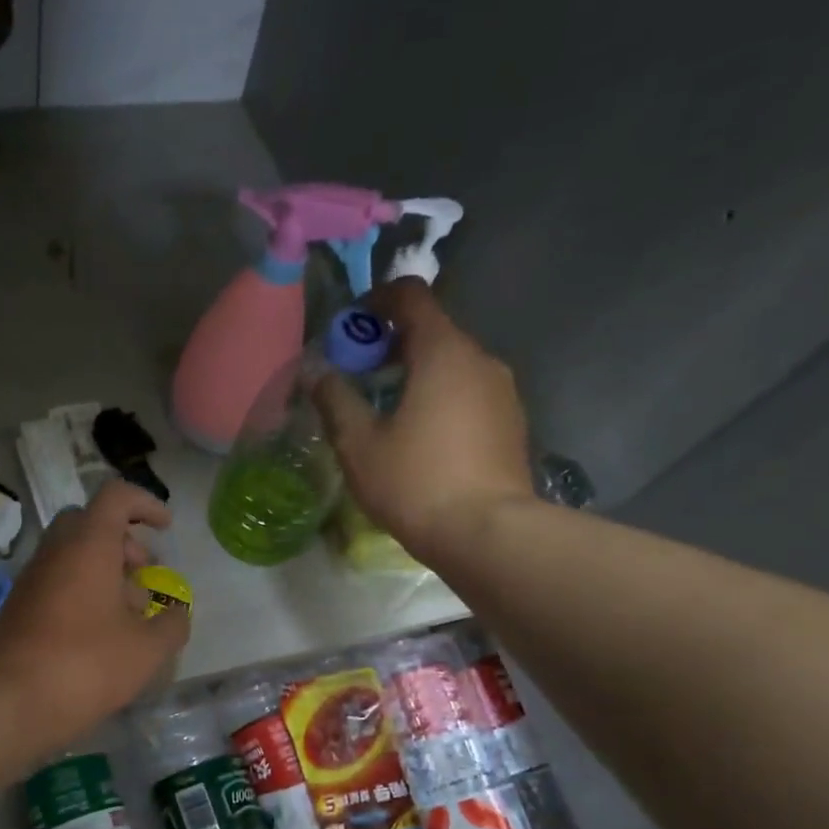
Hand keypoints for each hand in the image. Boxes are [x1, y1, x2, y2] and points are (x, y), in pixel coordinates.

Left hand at [0, 480, 190, 740]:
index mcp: (88, 544)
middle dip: (122, 540)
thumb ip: (172, 625)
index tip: (166, 528)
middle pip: (90, 523)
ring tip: (128, 614)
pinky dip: (82, 592)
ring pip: (72, 554)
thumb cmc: (86, 665)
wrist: (8, 702)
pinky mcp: (19, 607)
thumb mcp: (147, 650)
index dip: (146, 503)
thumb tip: (177, 615)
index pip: (116, 496)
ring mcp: (32, 579)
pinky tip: (99, 635)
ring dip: (104, 570)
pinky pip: (57, 582)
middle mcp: (56, 551)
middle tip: (142, 571)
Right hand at [313, 277, 535, 560]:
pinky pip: (470, 392)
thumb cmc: (416, 483)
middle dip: (392, 344)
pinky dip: (442, 397)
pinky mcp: (511, 423)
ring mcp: (503, 391)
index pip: (411, 295)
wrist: (488, 534)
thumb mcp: (359, 444)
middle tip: (359, 378)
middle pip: (433, 329)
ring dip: (418, 373)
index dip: (376, 300)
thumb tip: (317, 373)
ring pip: (453, 364)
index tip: (350, 328)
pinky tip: (422, 438)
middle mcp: (481, 359)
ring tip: (388, 412)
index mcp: (443, 351)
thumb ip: (335, 400)